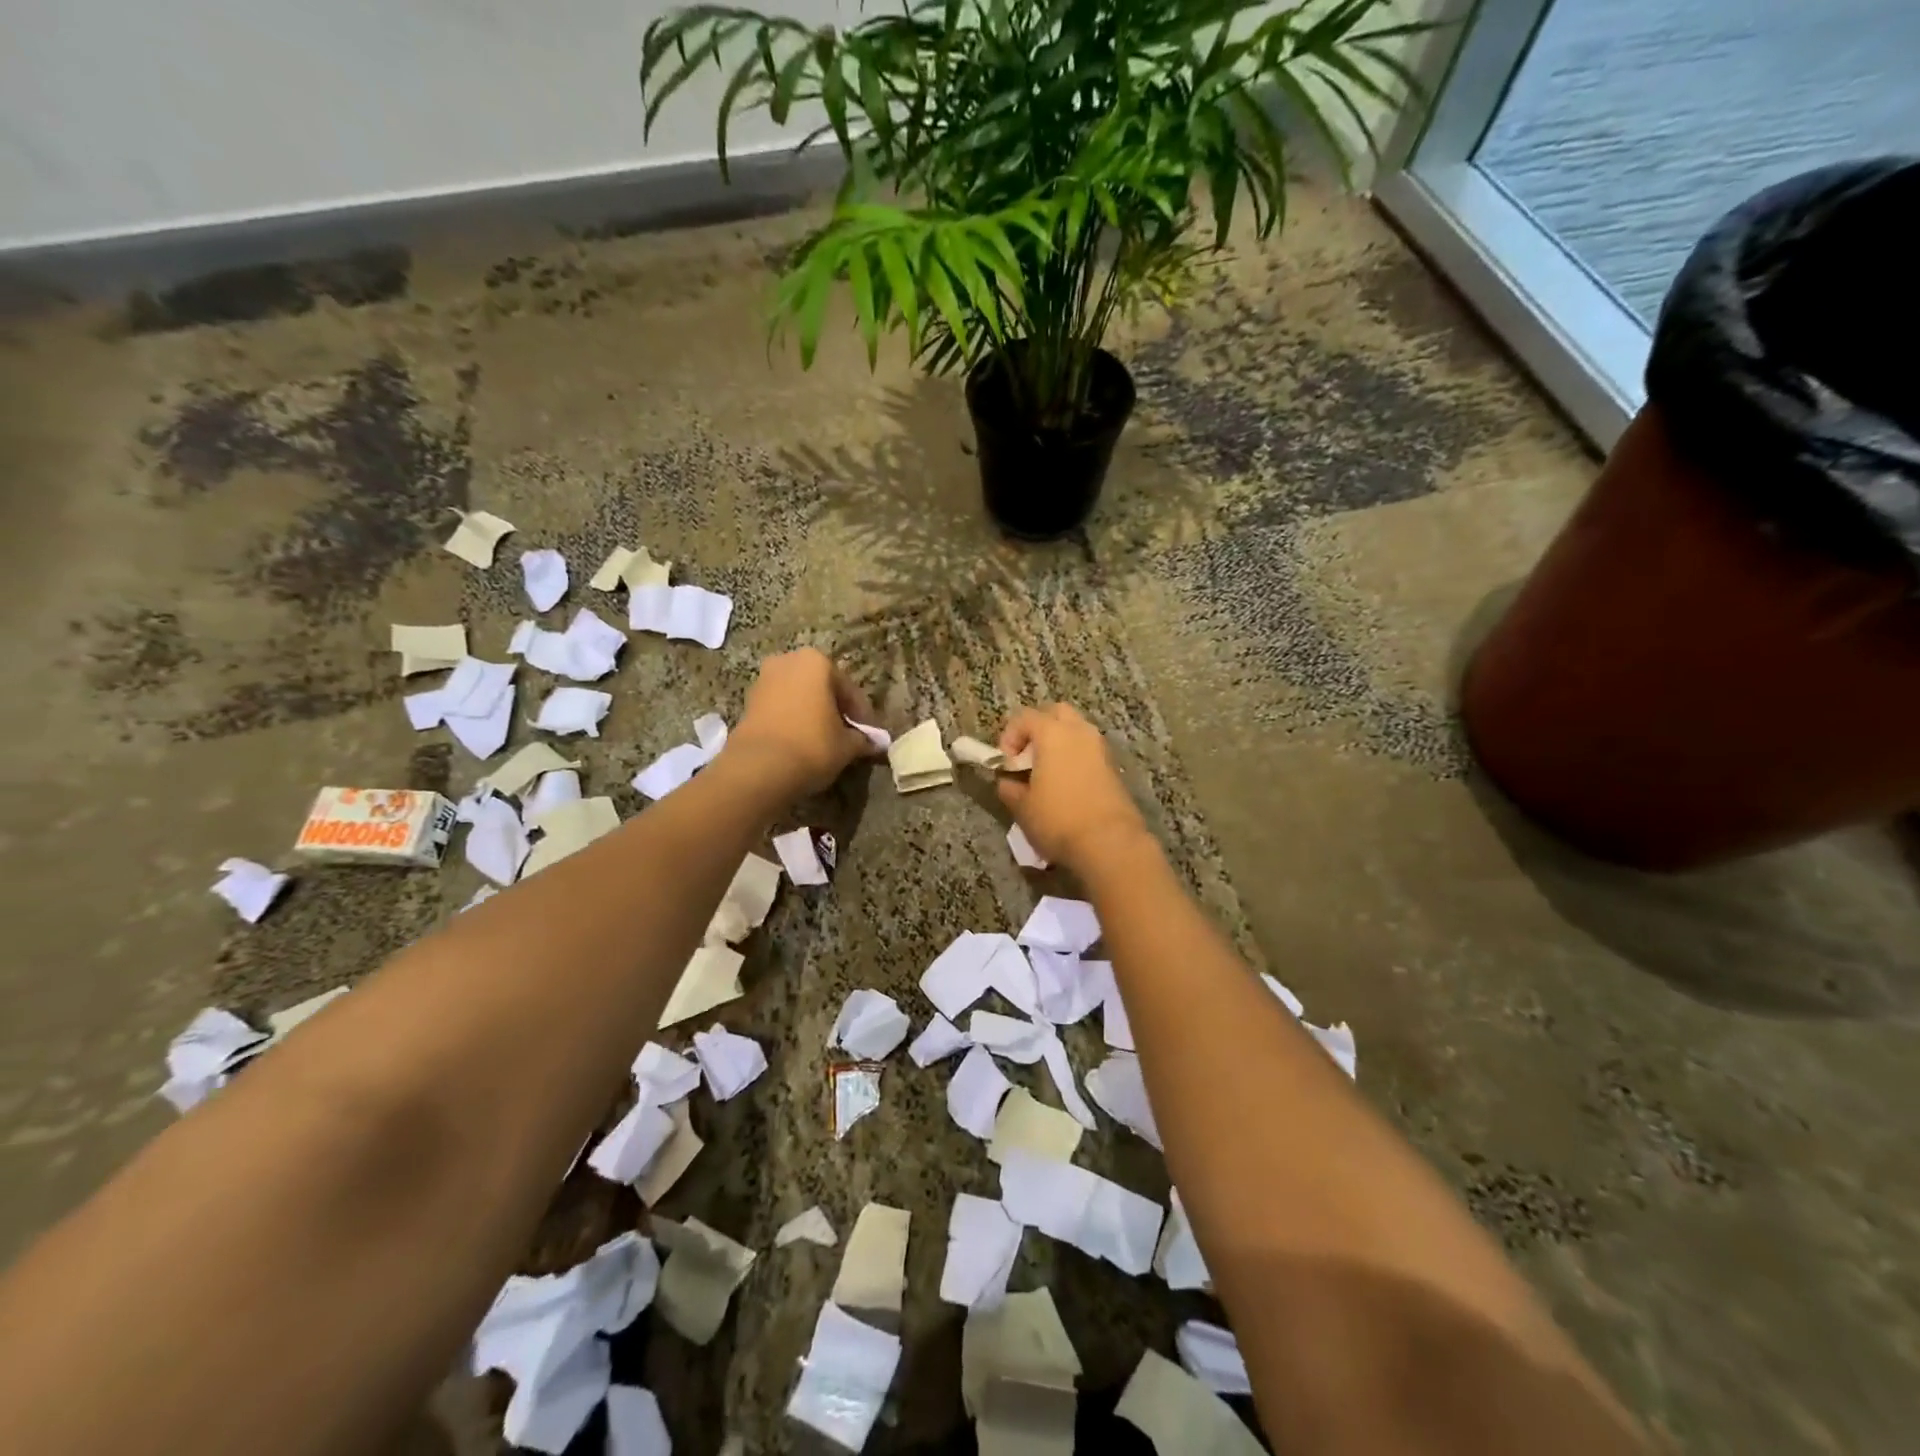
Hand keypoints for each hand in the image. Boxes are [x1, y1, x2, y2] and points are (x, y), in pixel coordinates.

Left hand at [723, 649, 881, 797]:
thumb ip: (863, 740)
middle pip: (821, 688)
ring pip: (799, 696)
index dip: (862, 715)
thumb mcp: (847, 746)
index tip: (870, 735)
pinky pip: (781, 708)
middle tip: (848, 735)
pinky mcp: (748, 702)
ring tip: (825, 741)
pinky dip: (793, 720)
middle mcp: (788, 662)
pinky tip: (802, 742)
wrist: (759, 768)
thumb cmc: (812, 746)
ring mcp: (763, 680)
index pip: (849, 690)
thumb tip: (875, 744)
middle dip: (835, 709)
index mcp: (816, 662)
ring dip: (813, 714)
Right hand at [996, 704, 1149, 873]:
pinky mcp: (1113, 768)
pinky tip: (1066, 786)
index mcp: (1053, 734)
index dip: (1009, 736)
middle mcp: (1079, 732)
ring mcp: (1100, 749)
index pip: (1025, 717)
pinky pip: (1088, 751)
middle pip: (1056, 713)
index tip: (1005, 763)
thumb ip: (1009, 788)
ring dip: (1059, 743)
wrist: (1109, 843)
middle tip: (1027, 756)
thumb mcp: (1022, 807)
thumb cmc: (1058, 820)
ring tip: (1046, 772)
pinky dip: (1074, 758)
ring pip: (1076, 730)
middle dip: (1038, 728)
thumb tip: (1007, 782)